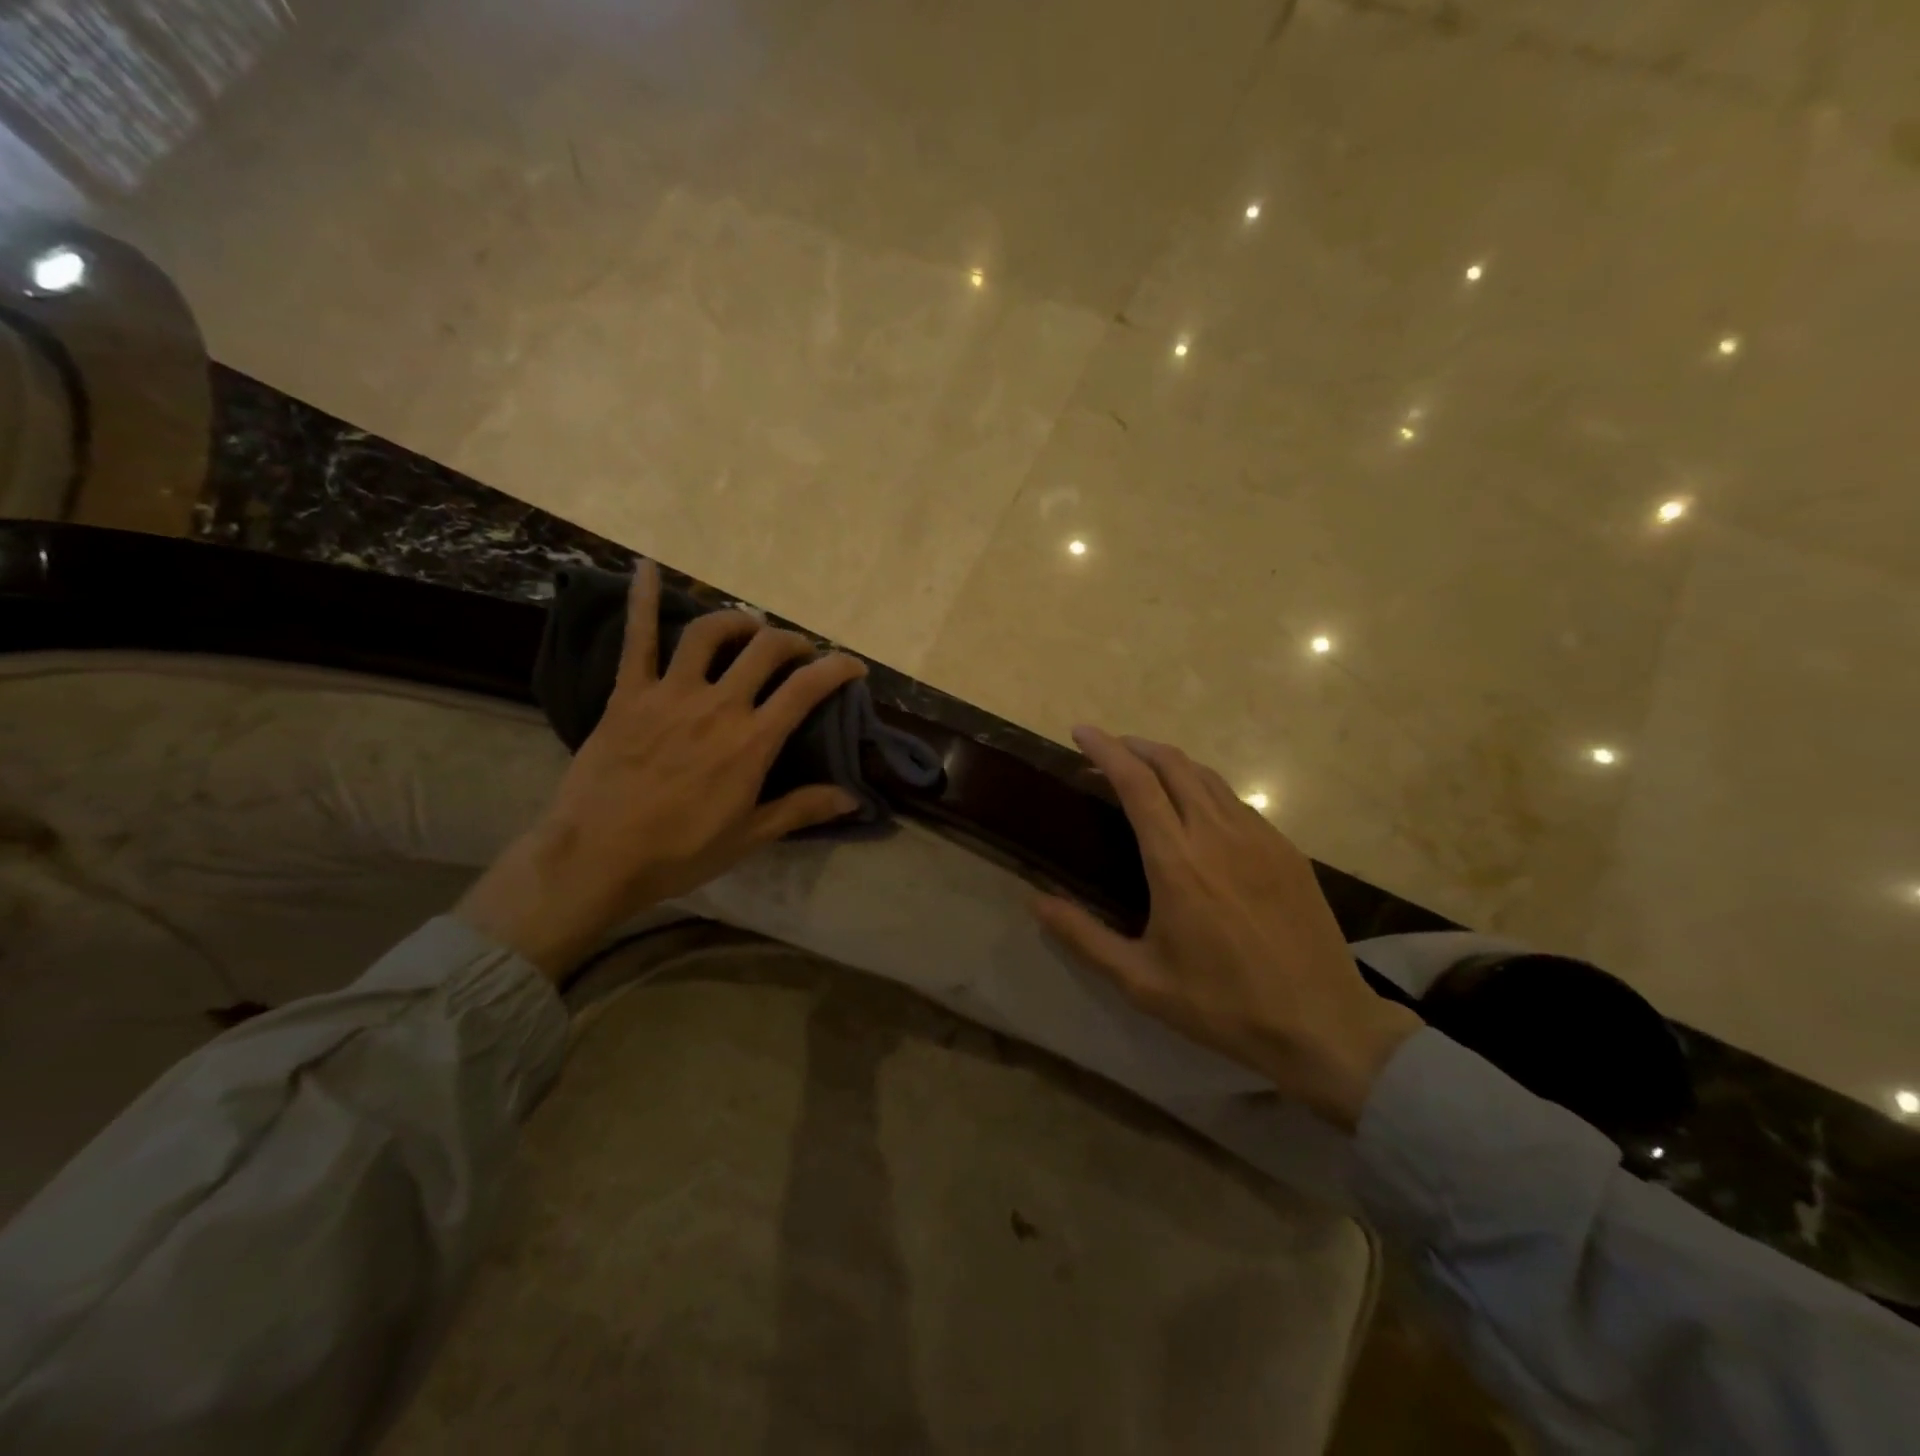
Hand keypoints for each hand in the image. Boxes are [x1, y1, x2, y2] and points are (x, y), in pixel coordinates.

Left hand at [459, 562, 866, 977]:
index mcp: (752, 741)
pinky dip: (643, 600)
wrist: (597, 858)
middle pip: (766, 650)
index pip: (807, 688)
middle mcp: (718, 705)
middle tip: (799, 654)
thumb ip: (802, 809)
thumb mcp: (750, 835)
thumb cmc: (680, 852)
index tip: (853, 666)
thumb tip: (855, 798)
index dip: (837, 669)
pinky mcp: (628, 694)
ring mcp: (670, 694)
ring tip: (748, 626)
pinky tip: (646, 567)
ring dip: (738, 620)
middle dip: (792, 643)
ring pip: (711, 633)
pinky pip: (638, 638)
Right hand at [1033, 726, 1420, 1130]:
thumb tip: (1035, 902)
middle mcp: (1217, 835)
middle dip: (1135, 745)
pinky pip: (1236, 802)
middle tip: (1108, 750)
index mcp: (1176, 861)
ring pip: (1207, 777)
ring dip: (1170, 762)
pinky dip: (1204, 788)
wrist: (1323, 1023)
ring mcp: (1259, 838)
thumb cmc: (1222, 1005)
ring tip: (1146, 771)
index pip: (1135, 782)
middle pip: (1173, 764)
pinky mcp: (1286, 850)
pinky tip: (1197, 810)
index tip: (1081, 731)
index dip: (1105, 749)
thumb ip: (1083, 937)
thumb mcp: (1140, 980)